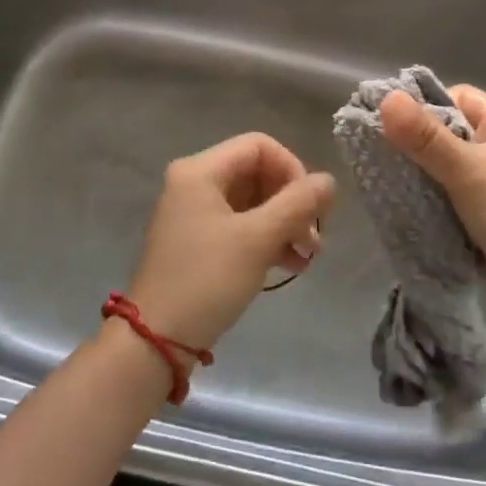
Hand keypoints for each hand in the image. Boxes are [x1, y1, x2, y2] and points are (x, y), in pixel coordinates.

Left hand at [125, 133, 336, 352]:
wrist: (156, 339)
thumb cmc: (207, 279)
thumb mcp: (258, 239)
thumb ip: (297, 204)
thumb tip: (329, 181)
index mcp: (200, 170)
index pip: (259, 145)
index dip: (292, 168)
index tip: (311, 205)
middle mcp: (194, 182)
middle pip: (256, 173)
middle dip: (291, 202)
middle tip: (315, 238)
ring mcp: (194, 212)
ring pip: (251, 202)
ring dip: (284, 223)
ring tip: (309, 256)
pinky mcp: (197, 240)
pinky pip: (240, 225)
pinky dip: (266, 239)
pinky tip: (290, 265)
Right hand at [379, 86, 485, 337]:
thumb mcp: (469, 171)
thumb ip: (425, 137)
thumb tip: (386, 97)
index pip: (458, 98)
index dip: (424, 105)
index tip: (388, 123)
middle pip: (449, 134)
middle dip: (415, 144)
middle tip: (377, 153)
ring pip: (446, 170)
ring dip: (420, 177)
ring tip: (384, 181)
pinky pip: (450, 199)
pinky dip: (430, 203)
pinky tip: (404, 208)